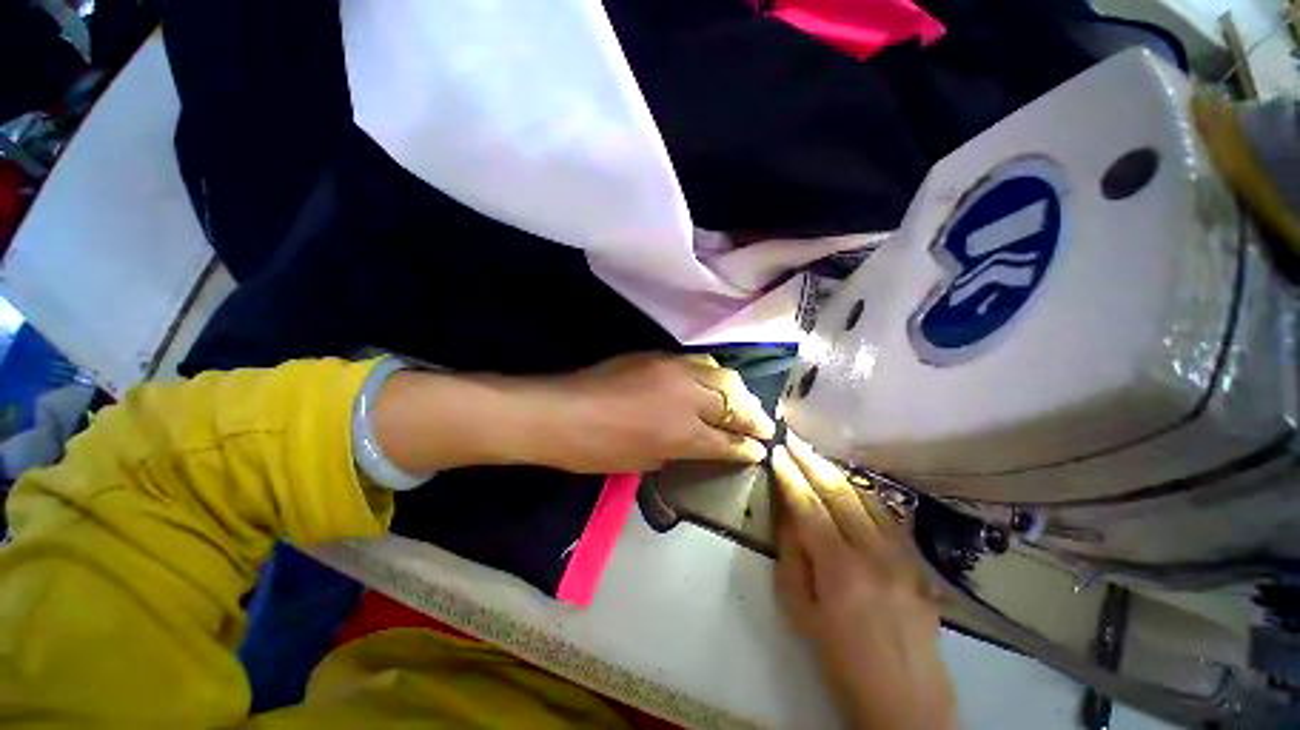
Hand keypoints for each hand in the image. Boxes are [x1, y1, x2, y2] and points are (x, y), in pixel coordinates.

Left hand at [533, 353, 775, 473]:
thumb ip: (680, 450)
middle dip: (754, 416)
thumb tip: (699, 442)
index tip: (760, 450)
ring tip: (743, 402)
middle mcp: (688, 396)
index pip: (728, 440)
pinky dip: (712, 374)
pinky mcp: (659, 356)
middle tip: (763, 426)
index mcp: (684, 432)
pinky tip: (713, 382)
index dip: (747, 447)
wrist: (562, 412)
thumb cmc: (599, 449)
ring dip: (738, 391)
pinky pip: (698, 361)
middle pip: (734, 401)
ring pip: (722, 374)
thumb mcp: (645, 461)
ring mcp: (675, 370)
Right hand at [772, 433, 956, 729]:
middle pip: (839, 492)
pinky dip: (866, 494)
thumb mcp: (800, 613)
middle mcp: (874, 553)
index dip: (790, 476)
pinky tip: (853, 484)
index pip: (808, 506)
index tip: (777, 452)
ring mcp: (903, 556)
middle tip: (793, 440)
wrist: (906, 703)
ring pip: (868, 498)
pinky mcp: (918, 564)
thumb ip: (792, 557)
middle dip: (812, 462)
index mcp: (839, 568)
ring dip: (838, 472)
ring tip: (817, 454)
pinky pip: (889, 517)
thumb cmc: (841, 661)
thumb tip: (788, 515)